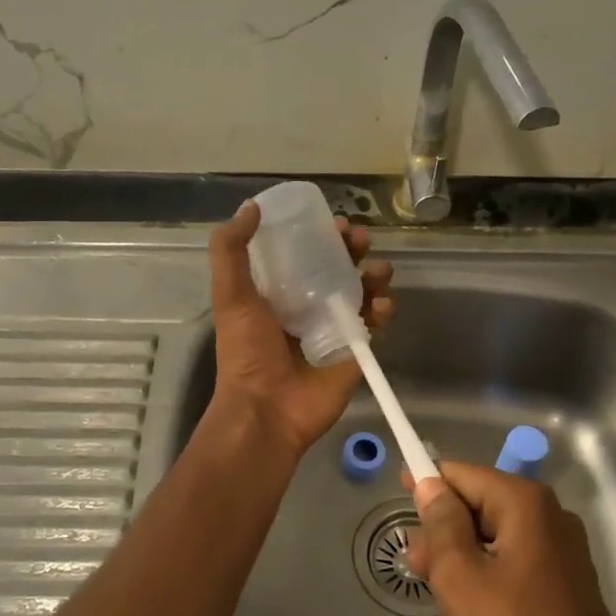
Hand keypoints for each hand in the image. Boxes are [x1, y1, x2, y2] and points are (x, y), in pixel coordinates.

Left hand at [205, 200, 395, 460]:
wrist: (266, 409)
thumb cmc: (246, 351)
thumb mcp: (230, 295)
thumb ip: (232, 250)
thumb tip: (251, 206)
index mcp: (279, 292)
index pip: (306, 254)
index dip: (322, 236)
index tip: (335, 223)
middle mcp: (308, 306)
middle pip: (340, 267)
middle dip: (354, 249)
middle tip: (360, 239)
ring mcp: (335, 328)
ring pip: (363, 291)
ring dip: (375, 275)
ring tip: (378, 270)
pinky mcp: (356, 350)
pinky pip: (376, 322)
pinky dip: (384, 308)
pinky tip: (381, 305)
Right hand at [407, 462, 614, 615]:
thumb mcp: (459, 574)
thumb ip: (440, 523)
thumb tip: (430, 485)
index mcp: (524, 503)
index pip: (462, 474)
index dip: (428, 483)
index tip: (400, 493)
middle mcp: (547, 515)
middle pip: (476, 511)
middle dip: (444, 542)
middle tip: (419, 572)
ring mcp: (559, 549)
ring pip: (490, 545)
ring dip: (464, 574)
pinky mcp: (563, 580)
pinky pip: (511, 569)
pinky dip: (489, 589)